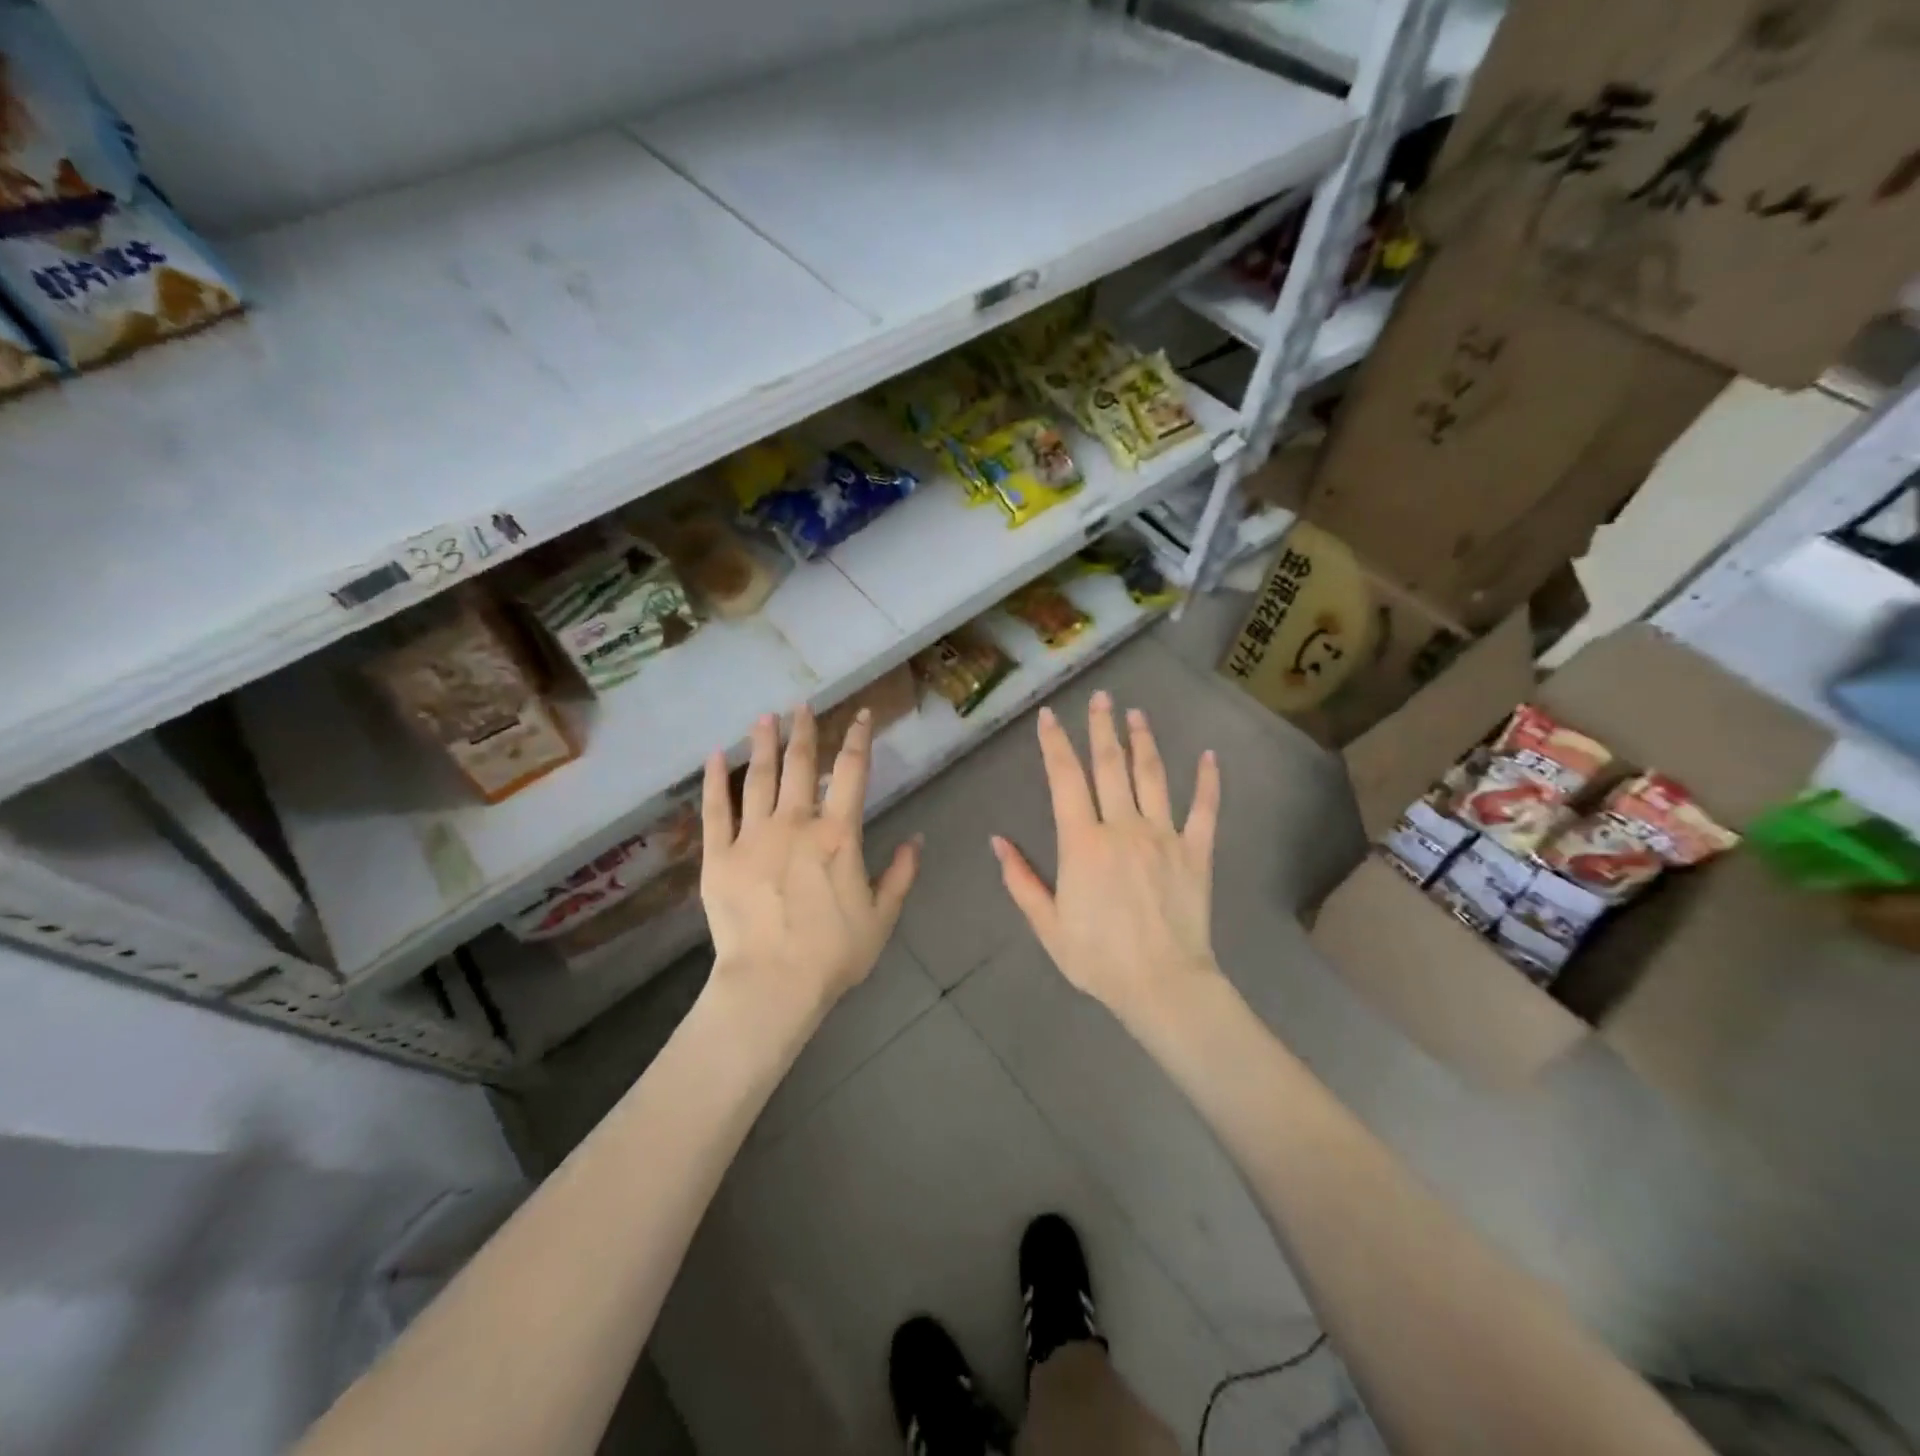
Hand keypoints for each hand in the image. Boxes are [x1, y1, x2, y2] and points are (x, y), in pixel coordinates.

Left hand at [699, 705, 918, 1023]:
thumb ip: (901, 874)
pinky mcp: (719, 856)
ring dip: (764, 744)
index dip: (859, 738)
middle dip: (804, 730)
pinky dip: (715, 781)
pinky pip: (716, 809)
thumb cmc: (833, 953)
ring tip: (764, 718)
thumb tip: (917, 839)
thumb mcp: (882, 916)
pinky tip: (715, 756)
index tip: (862, 715)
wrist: (772, 984)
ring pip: (759, 778)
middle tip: (802, 705)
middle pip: (801, 764)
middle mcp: (795, 823)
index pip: (852, 772)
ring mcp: (753, 836)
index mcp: (838, 834)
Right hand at [992, 692, 1222, 1022]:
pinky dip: (1208, 781)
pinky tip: (1209, 756)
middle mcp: (1123, 827)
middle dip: (1102, 728)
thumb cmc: (1097, 958)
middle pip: (1110, 766)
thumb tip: (998, 841)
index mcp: (1082, 842)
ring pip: (1153, 777)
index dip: (1055, 744)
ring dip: (1144, 742)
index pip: (1065, 779)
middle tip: (1102, 696)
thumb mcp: (1046, 924)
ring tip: (1137, 714)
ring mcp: (1164, 836)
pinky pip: (1205, 810)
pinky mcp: (1197, 852)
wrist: (1162, 984)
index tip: (1049, 717)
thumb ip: (1021, 879)